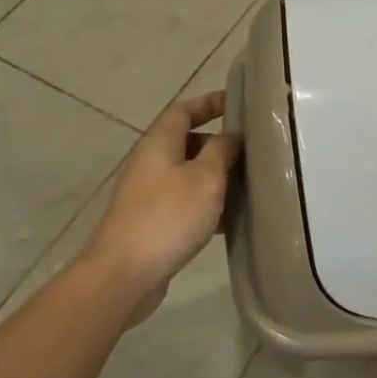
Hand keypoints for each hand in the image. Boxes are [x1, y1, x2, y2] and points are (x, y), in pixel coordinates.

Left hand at [81, 92, 239, 321]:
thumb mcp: (205, 178)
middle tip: (252, 152)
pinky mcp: (152, 222)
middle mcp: (151, 163)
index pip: (183, 110)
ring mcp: (148, 194)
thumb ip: (221, 151)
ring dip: (217, 177)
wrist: (124, 275)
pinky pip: (185, 202)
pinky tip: (230, 221)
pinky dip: (208, 205)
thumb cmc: (168, 217)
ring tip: (249, 186)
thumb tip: (231, 136)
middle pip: (187, 142)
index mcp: (160, 144)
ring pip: (189, 175)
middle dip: (219, 144)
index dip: (209, 102)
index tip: (237, 103)